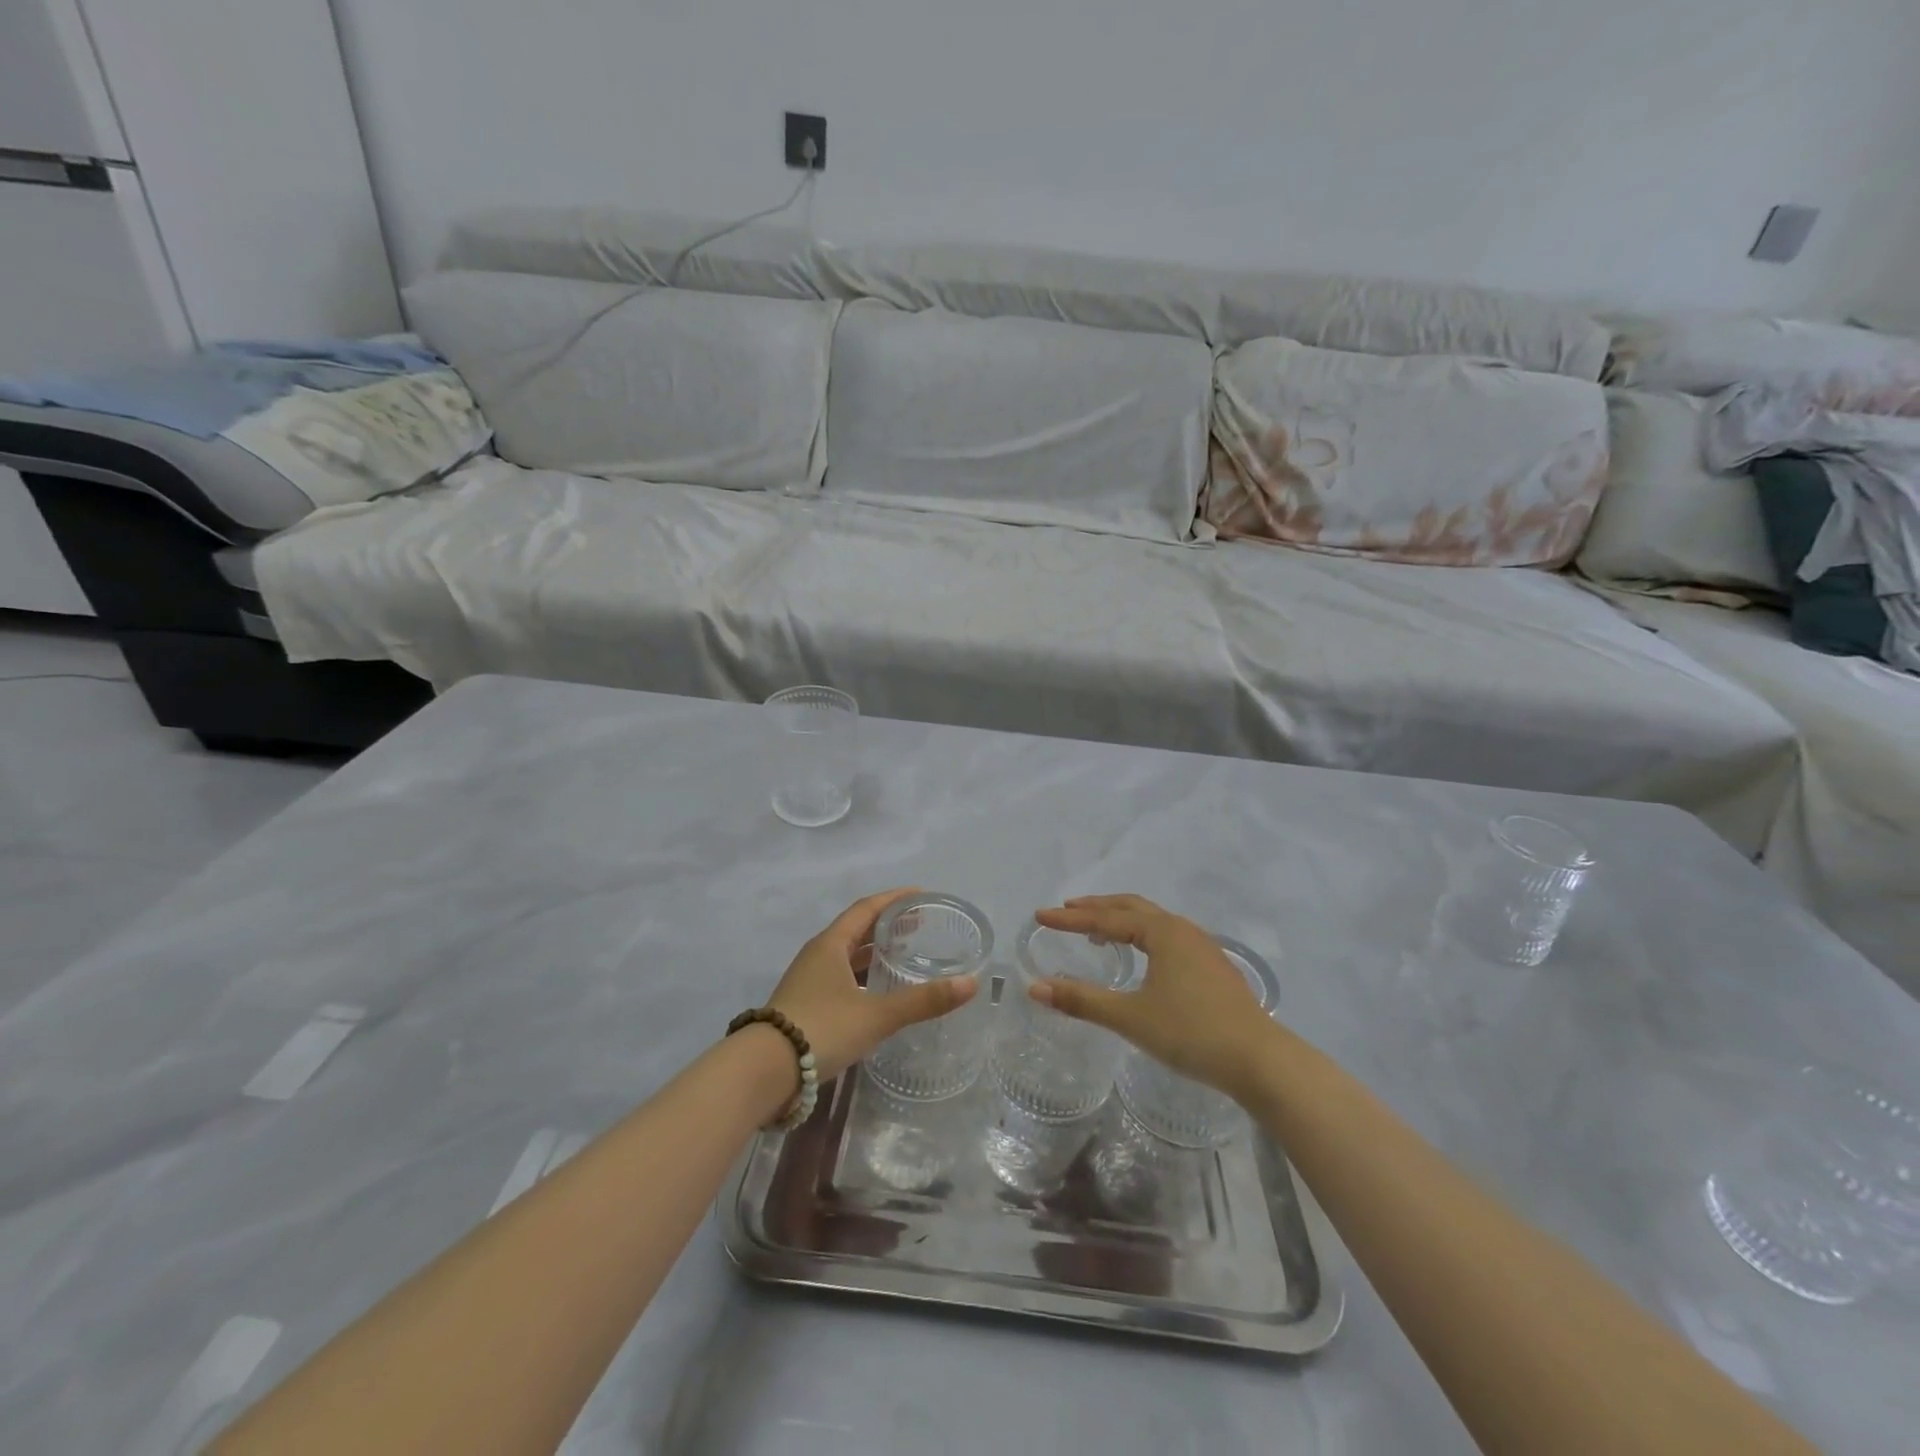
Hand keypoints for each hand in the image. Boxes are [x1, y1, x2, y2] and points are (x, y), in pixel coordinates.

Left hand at [767, 889, 978, 1082]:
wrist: (763, 1072)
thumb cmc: (821, 1029)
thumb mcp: (877, 1015)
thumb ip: (923, 1001)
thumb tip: (971, 984)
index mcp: (831, 945)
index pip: (866, 909)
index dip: (894, 899)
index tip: (921, 895)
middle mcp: (817, 956)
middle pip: (856, 931)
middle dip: (887, 926)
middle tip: (919, 926)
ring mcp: (807, 982)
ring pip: (847, 957)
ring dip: (874, 953)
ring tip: (903, 957)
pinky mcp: (804, 1006)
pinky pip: (840, 979)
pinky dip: (862, 978)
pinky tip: (877, 995)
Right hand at [1031, 895, 1280, 1101]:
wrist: (1260, 1060)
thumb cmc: (1191, 1033)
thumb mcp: (1131, 1018)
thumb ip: (1082, 1001)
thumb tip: (1034, 988)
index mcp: (1162, 932)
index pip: (1105, 918)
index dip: (1070, 919)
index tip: (1040, 916)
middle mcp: (1182, 929)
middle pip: (1131, 907)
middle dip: (1097, 907)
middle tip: (1067, 911)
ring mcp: (1202, 947)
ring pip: (1153, 921)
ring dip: (1121, 919)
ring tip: (1098, 932)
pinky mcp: (1213, 967)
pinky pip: (1167, 936)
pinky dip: (1142, 935)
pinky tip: (1141, 959)